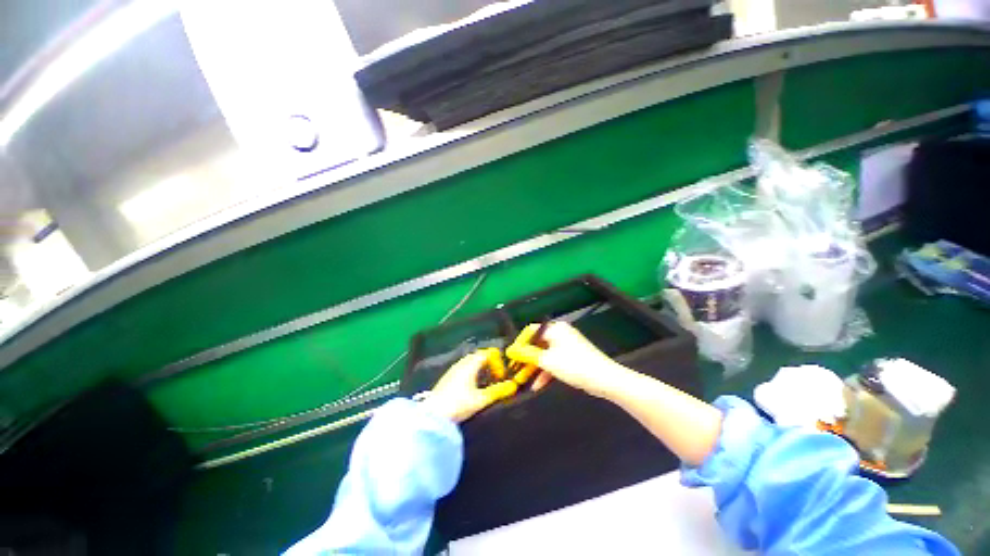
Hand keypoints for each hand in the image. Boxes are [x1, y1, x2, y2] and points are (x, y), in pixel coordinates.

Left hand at [421, 351, 509, 422]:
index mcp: (471, 364)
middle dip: (489, 364)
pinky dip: (471, 373)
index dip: (497, 362)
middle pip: (478, 356)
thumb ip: (498, 391)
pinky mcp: (446, 378)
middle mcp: (461, 363)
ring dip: (480, 369)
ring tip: (485, 383)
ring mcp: (452, 369)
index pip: (487, 353)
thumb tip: (513, 386)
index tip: (501, 375)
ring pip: (470, 363)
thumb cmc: (459, 404)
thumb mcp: (481, 399)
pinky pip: (463, 369)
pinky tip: (471, 388)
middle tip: (496, 377)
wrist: (433, 414)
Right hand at [506, 322, 627, 398]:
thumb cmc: (574, 365)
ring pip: (545, 354)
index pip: (530, 331)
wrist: (604, 379)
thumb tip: (511, 351)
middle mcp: (560, 333)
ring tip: (525, 380)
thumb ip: (527, 355)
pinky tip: (539, 384)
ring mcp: (567, 345)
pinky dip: (547, 370)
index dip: (519, 343)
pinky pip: (554, 360)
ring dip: (536, 367)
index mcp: (555, 329)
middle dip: (527, 358)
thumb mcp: (547, 361)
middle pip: (538, 343)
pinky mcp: (572, 356)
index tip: (511, 357)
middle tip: (517, 370)